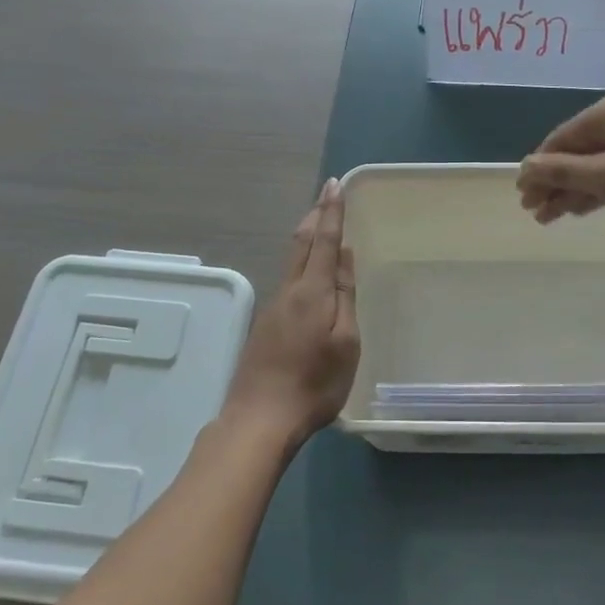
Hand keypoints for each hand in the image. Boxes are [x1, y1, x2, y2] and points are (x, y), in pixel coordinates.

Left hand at [220, 179, 360, 449]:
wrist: (259, 420)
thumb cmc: (314, 384)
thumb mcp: (345, 341)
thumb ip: (344, 295)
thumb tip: (344, 254)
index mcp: (310, 291)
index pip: (323, 240)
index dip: (331, 211)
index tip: (335, 184)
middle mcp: (288, 292)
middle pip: (300, 244)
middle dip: (315, 217)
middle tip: (326, 195)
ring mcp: (273, 309)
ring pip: (291, 262)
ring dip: (306, 238)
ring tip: (320, 225)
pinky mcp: (266, 326)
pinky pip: (288, 281)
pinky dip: (300, 263)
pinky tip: (307, 274)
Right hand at [518, 89, 604, 222]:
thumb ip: (563, 172)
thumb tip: (524, 167)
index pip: (559, 140)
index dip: (539, 169)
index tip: (522, 197)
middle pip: (577, 151)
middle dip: (555, 183)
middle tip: (535, 213)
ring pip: (597, 162)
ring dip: (575, 189)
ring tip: (553, 217)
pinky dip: (600, 187)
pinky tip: (584, 207)